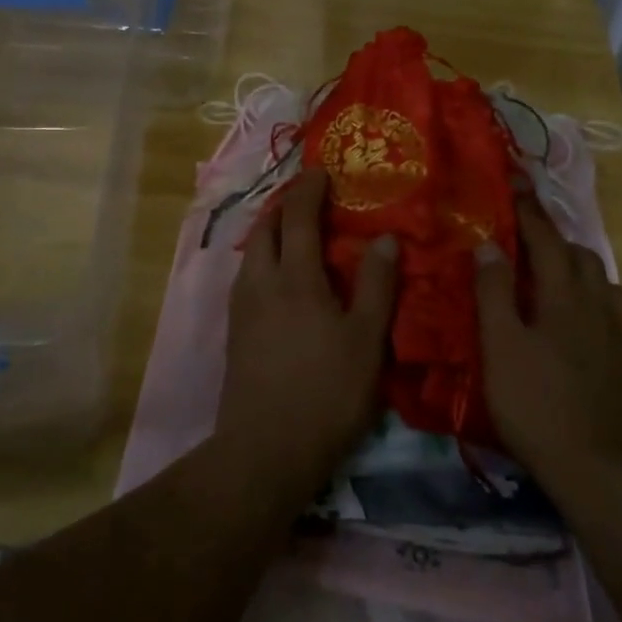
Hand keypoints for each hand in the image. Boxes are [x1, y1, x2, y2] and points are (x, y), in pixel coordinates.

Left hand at [217, 168, 397, 495]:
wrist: (265, 450)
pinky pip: (248, 278)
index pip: (298, 217)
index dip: (309, 189)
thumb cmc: (326, 392)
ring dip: (272, 233)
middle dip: (285, 206)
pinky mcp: (235, 333)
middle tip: (309, 199)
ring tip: (295, 235)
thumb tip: (386, 239)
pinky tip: (280, 280)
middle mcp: (260, 283)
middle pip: (265, 229)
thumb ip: (378, 286)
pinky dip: (265, 260)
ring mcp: (241, 309)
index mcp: (294, 278)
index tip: (321, 172)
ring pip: (252, 253)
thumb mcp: (366, 340)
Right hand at [475, 191, 621, 496]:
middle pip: (577, 253)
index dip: (528, 209)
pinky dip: (595, 294)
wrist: (596, 467)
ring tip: (552, 272)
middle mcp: (598, 303)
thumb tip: (490, 244)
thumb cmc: (536, 405)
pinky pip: (615, 308)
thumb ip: (494, 293)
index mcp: (563, 295)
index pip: (544, 239)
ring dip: (576, 264)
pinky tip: (585, 313)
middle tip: (524, 234)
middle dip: (551, 235)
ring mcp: (620, 331)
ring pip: (601, 279)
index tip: (514, 181)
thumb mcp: (500, 347)